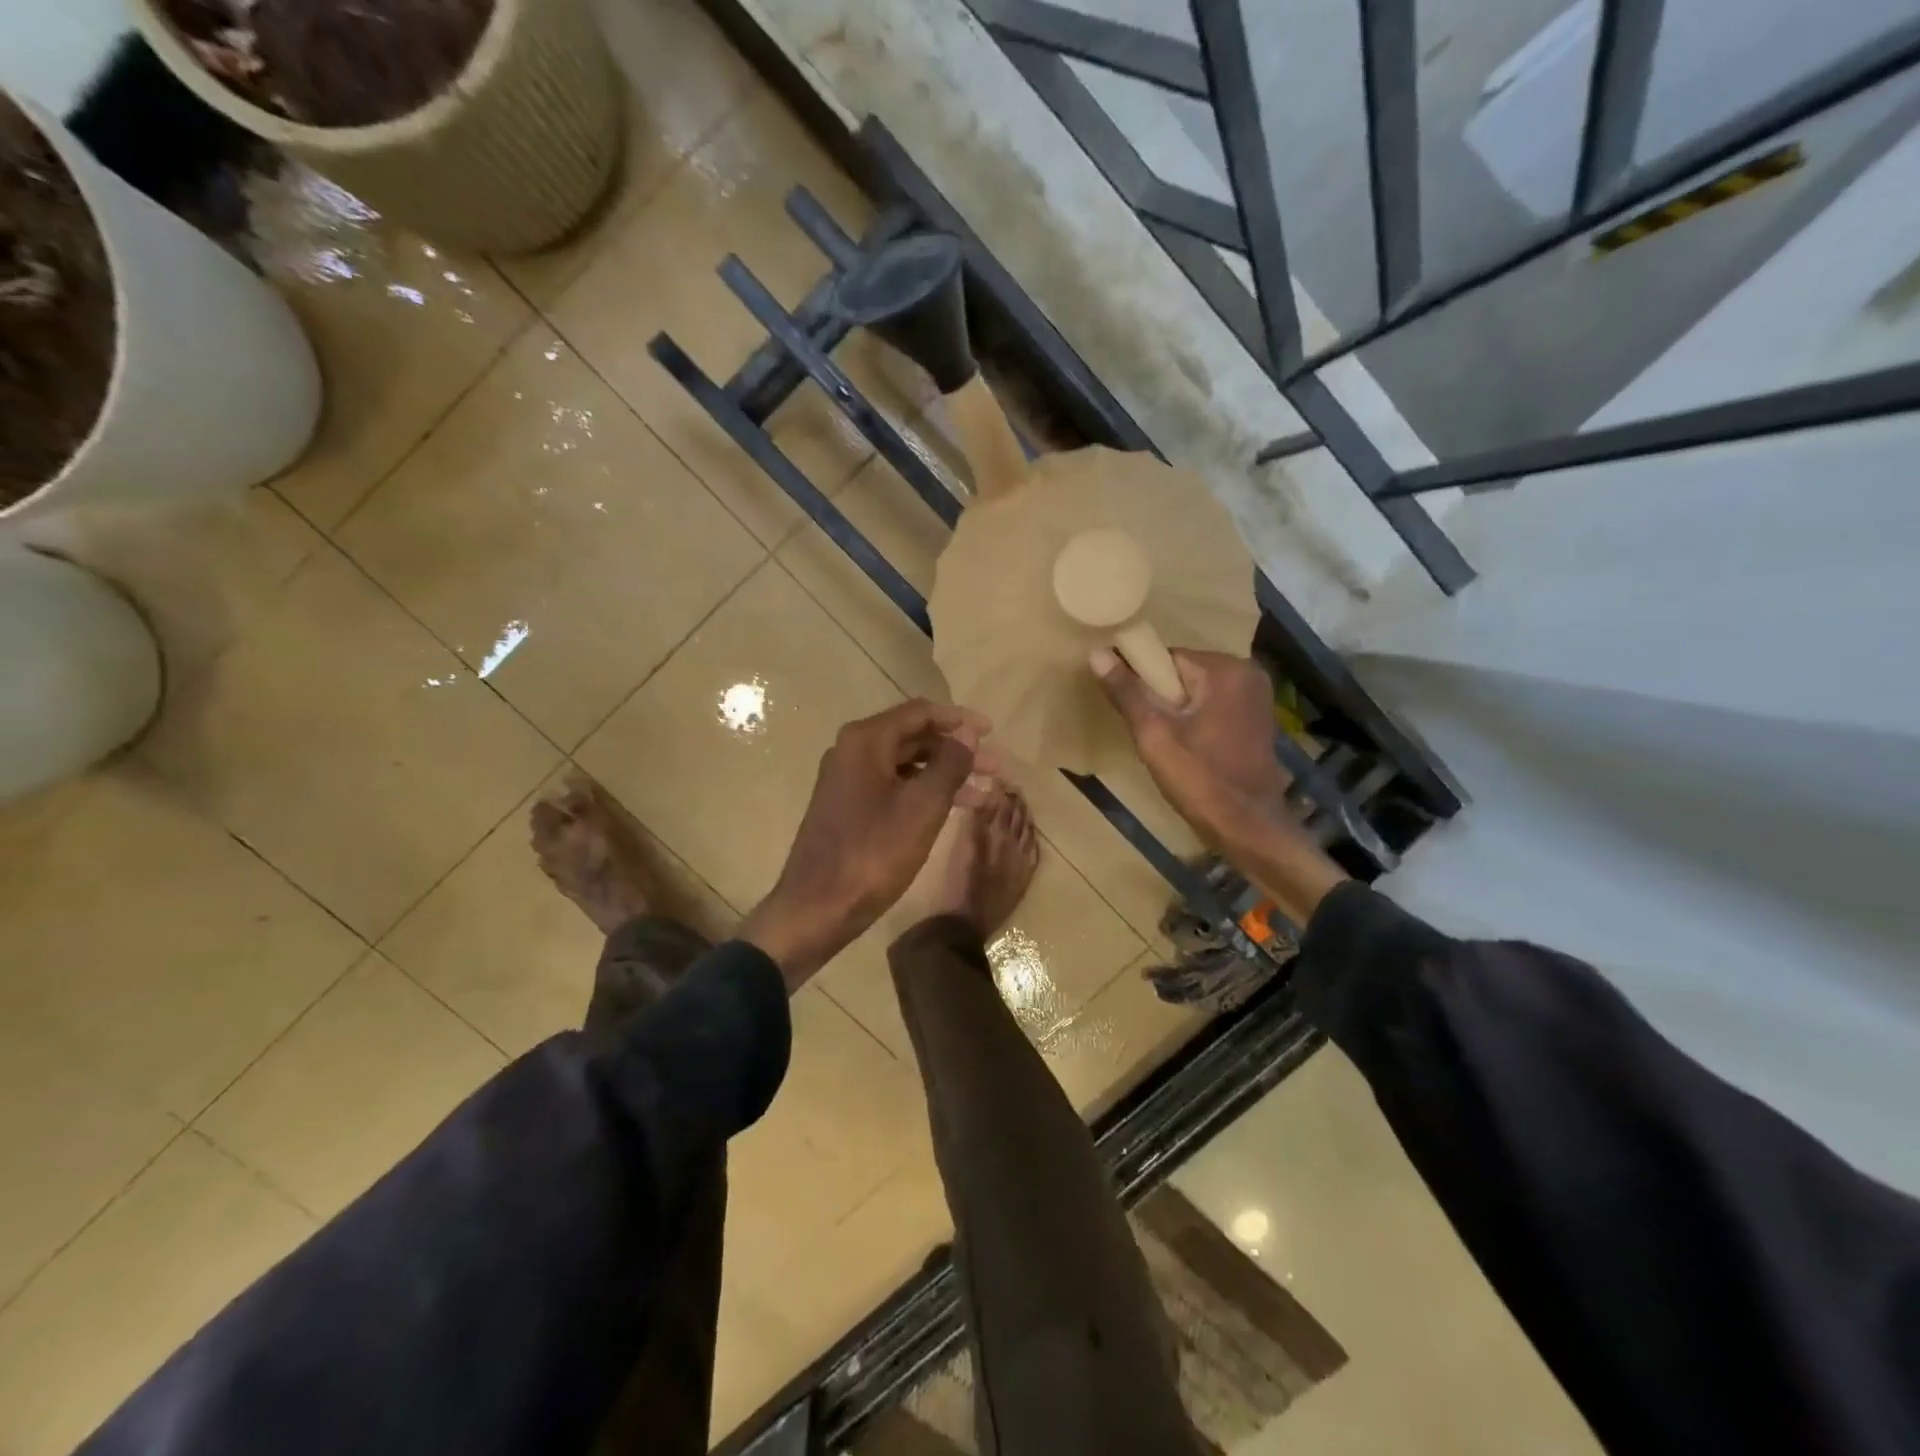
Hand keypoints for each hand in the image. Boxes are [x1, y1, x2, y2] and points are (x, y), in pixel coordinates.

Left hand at [740, 700, 985, 988]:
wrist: (817, 907)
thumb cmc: (873, 852)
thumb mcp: (922, 806)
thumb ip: (949, 764)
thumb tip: (967, 735)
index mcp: (866, 740)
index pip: (920, 712)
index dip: (960, 720)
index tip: (992, 732)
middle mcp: (852, 751)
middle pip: (914, 737)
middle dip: (958, 751)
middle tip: (996, 768)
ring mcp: (848, 780)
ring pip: (906, 765)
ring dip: (946, 775)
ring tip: (986, 793)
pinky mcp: (848, 807)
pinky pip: (894, 786)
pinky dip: (924, 792)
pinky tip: (952, 809)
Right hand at [1092, 647, 1288, 846]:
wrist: (1248, 827)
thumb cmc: (1200, 780)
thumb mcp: (1154, 735)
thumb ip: (1127, 693)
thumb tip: (1097, 653)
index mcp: (1225, 670)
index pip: (1167, 658)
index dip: (1142, 681)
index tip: (1128, 707)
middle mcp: (1247, 673)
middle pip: (1183, 673)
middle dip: (1160, 697)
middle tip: (1146, 731)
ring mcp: (1257, 697)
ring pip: (1197, 691)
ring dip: (1177, 710)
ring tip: (1163, 741)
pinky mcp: (1257, 719)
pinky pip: (1214, 706)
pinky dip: (1196, 719)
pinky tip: (1187, 747)